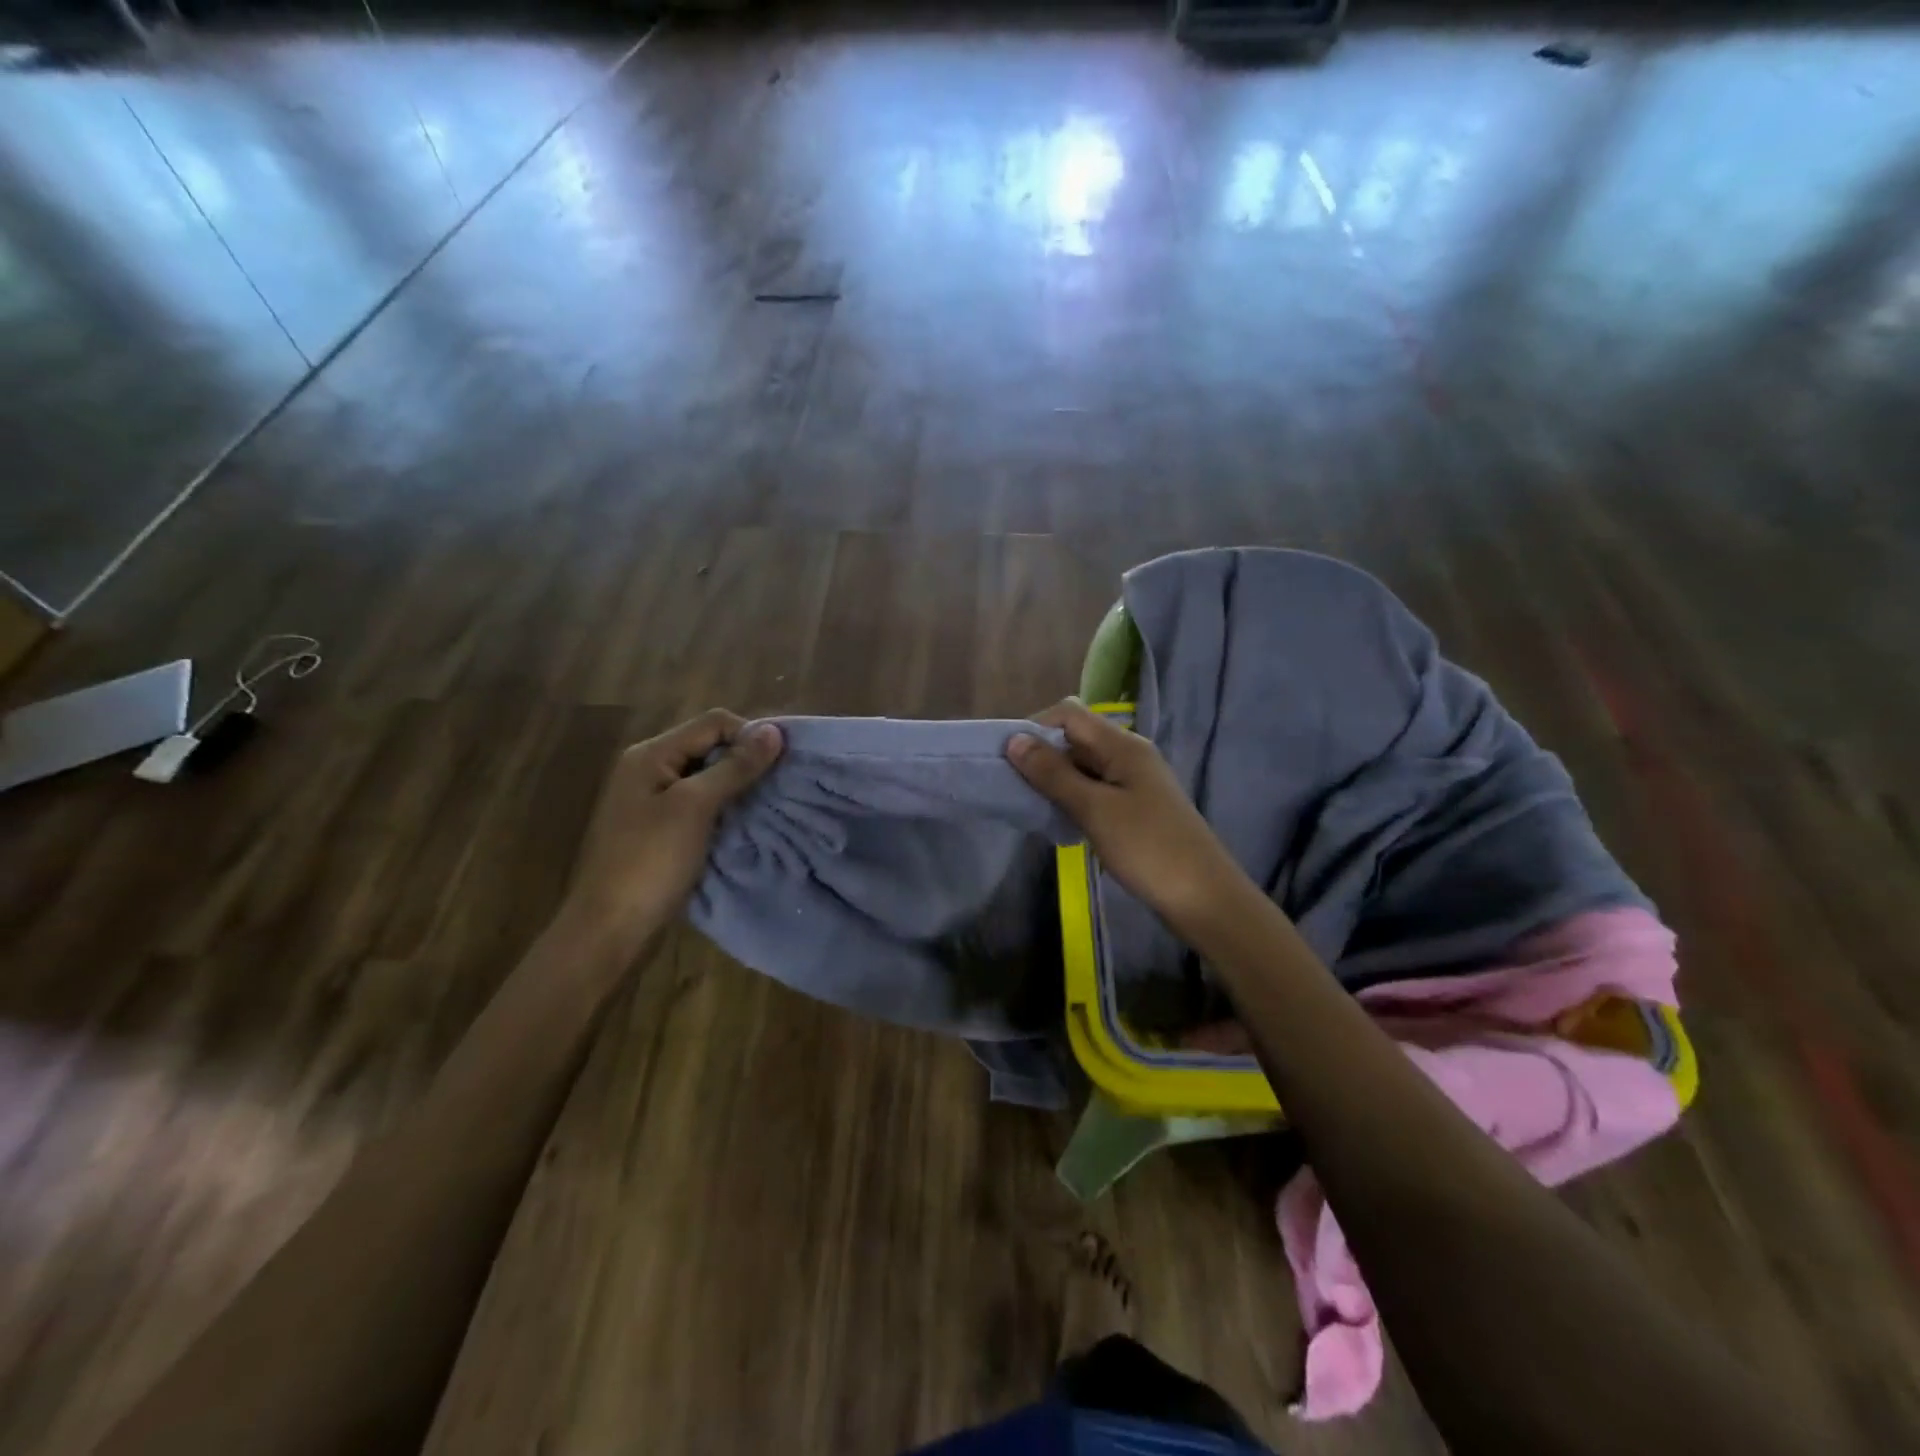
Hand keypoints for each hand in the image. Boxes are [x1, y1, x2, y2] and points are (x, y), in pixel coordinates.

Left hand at [561, 710, 782, 955]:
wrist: (609, 929)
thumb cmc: (650, 861)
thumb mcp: (695, 807)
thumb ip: (734, 767)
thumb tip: (774, 732)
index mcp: (651, 754)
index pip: (713, 723)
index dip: (750, 735)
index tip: (782, 765)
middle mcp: (649, 769)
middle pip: (709, 746)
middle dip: (746, 761)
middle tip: (779, 786)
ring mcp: (652, 800)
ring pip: (707, 776)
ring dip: (738, 786)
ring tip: (768, 804)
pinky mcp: (660, 828)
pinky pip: (700, 804)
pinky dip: (725, 808)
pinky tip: (744, 824)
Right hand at [1007, 699, 1250, 934]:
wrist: (1203, 897)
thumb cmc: (1147, 848)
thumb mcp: (1094, 809)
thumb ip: (1053, 774)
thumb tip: (1015, 740)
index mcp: (1122, 745)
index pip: (1069, 714)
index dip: (1035, 728)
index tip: (1008, 759)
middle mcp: (1129, 755)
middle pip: (1075, 739)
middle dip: (1042, 757)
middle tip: (1014, 788)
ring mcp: (1134, 782)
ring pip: (1083, 768)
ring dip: (1055, 782)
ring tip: (1031, 807)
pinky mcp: (1135, 808)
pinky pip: (1095, 791)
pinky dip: (1073, 800)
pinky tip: (1059, 823)